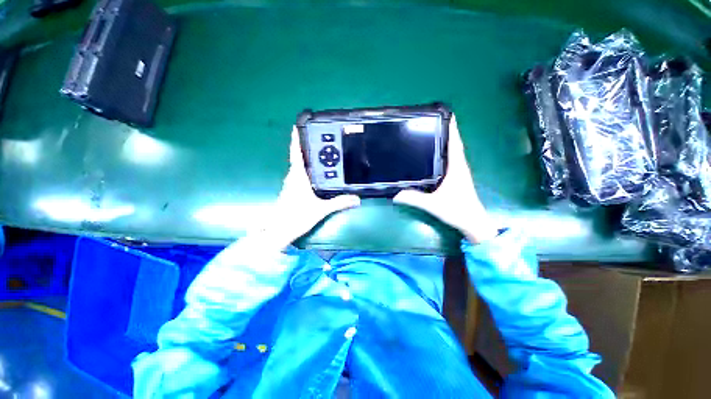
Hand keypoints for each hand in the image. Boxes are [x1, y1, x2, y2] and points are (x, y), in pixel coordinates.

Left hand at [269, 127, 359, 241]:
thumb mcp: (321, 209)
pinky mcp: (293, 191)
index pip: (296, 153)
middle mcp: (293, 177)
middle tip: (320, 139)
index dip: (296, 139)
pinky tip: (319, 174)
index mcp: (298, 176)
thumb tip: (357, 199)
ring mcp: (292, 184)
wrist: (280, 230)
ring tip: (322, 153)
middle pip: (300, 157)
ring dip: (309, 159)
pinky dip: (309, 170)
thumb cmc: (297, 216)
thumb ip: (339, 203)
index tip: (298, 125)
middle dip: (307, 146)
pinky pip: (302, 175)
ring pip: (301, 166)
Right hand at [394, 116, 497, 243]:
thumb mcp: (433, 205)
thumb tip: (395, 195)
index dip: (453, 128)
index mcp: (456, 168)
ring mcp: (460, 173)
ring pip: (453, 152)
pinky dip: (445, 153)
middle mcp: (460, 167)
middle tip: (433, 123)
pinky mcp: (458, 179)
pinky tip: (434, 155)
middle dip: (447, 131)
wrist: (473, 223)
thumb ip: (414, 199)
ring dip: (447, 141)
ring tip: (432, 134)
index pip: (455, 144)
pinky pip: (451, 160)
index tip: (447, 115)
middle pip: (454, 144)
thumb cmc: (457, 211)